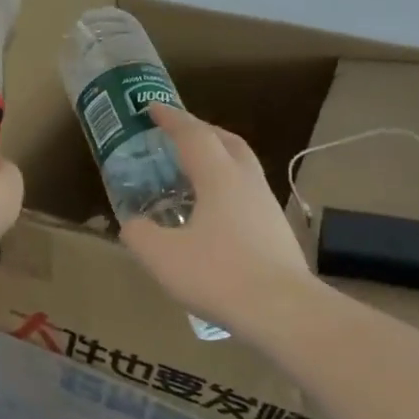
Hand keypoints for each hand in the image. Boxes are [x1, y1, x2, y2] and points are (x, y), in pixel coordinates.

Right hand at [120, 104, 310, 328]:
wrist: (284, 311)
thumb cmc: (219, 275)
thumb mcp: (162, 257)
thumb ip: (140, 234)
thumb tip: (134, 224)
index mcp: (219, 177)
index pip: (193, 134)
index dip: (171, 119)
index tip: (152, 107)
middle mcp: (246, 182)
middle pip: (227, 142)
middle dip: (201, 131)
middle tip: (177, 135)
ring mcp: (266, 206)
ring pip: (242, 167)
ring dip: (218, 159)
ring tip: (193, 174)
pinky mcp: (276, 231)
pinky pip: (247, 193)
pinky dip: (226, 188)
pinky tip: (213, 214)